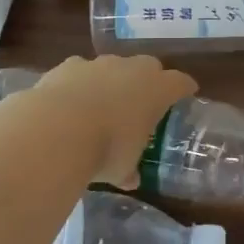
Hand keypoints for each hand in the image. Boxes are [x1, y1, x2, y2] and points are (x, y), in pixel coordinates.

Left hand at [33, 55, 196, 187]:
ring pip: (113, 66)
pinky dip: (80, 83)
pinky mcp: (69, 65)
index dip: (184, 88)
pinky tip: (70, 101)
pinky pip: (81, 70)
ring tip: (102, 103)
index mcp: (157, 90)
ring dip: (112, 80)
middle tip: (144, 99)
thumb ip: (129, 169)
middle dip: (149, 79)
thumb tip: (130, 180)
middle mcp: (132, 69)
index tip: (186, 94)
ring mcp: (100, 64)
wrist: (57, 128)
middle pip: (149, 66)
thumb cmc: (106, 149)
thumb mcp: (123, 168)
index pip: (180, 82)